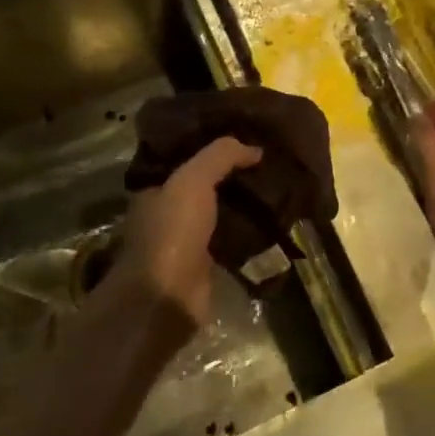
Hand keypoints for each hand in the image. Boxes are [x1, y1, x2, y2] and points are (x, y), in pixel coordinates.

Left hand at [109, 137, 261, 329]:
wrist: (167, 297)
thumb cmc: (172, 232)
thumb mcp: (193, 180)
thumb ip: (221, 156)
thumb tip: (255, 148)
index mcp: (155, 190)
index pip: (185, 160)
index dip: (212, 148)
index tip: (245, 138)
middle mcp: (167, 214)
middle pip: (206, 187)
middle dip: (233, 176)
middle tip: (269, 162)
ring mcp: (186, 242)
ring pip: (220, 214)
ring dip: (244, 205)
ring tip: (279, 189)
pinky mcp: (206, 267)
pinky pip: (231, 241)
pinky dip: (249, 233)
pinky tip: (275, 222)